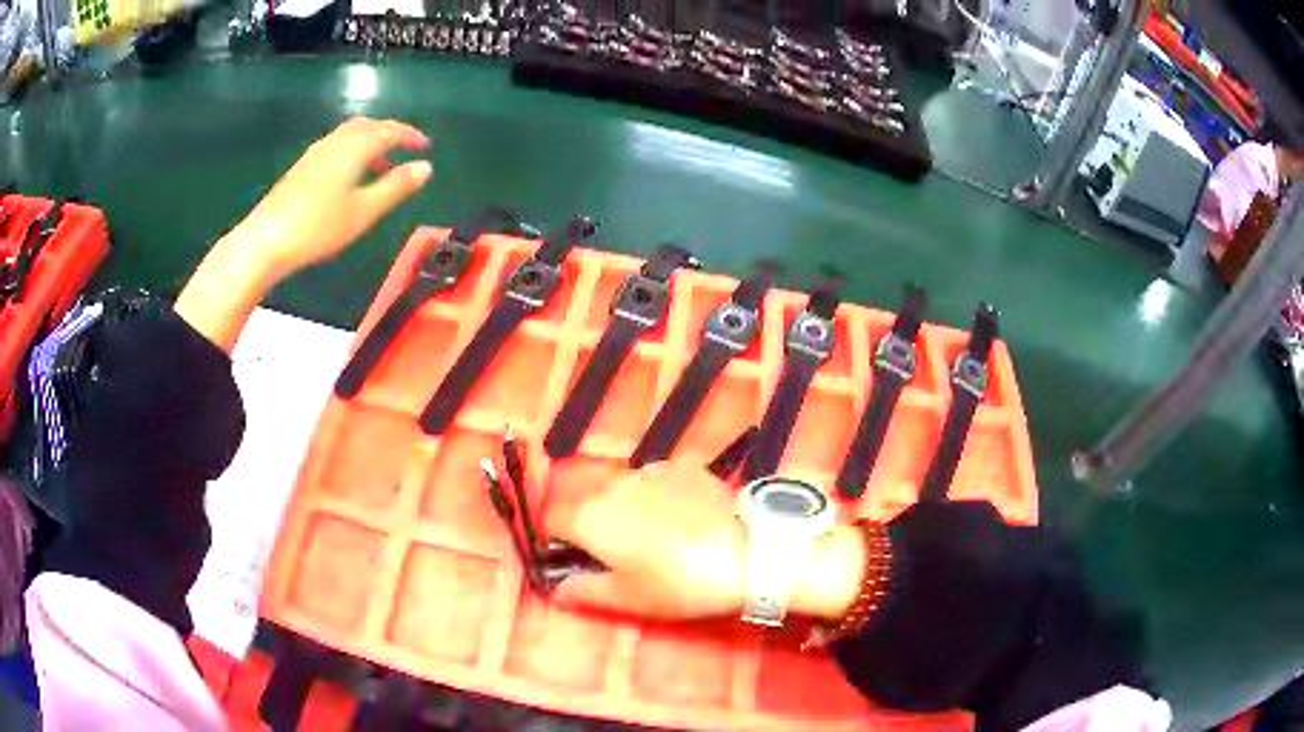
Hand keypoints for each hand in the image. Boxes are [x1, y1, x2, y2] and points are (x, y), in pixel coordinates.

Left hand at [175, 117, 431, 351]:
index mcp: (356, 146)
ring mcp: (316, 152)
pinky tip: (351, 175)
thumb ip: (396, 187)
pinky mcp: (303, 166)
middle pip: (368, 125)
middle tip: (405, 149)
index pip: (390, 130)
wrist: (265, 240)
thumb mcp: (364, 211)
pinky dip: (353, 151)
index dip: (410, 136)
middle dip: (390, 133)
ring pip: (350, 134)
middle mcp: (336, 141)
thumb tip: (425, 167)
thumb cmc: (319, 226)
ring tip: (382, 164)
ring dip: (370, 142)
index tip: (425, 146)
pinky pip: (336, 146)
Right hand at [544, 461, 748, 619]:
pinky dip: (659, 497)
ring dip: (626, 510)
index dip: (556, 543)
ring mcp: (650, 470)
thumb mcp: (627, 599)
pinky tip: (684, 520)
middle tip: (620, 557)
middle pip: (586, 503)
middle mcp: (612, 485)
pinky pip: (656, 481)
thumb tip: (557, 589)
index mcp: (589, 517)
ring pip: (622, 490)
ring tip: (659, 540)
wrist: (747, 554)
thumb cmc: (679, 584)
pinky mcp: (683, 466)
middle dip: (592, 527)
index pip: (550, 521)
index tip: (574, 562)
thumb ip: (583, 591)